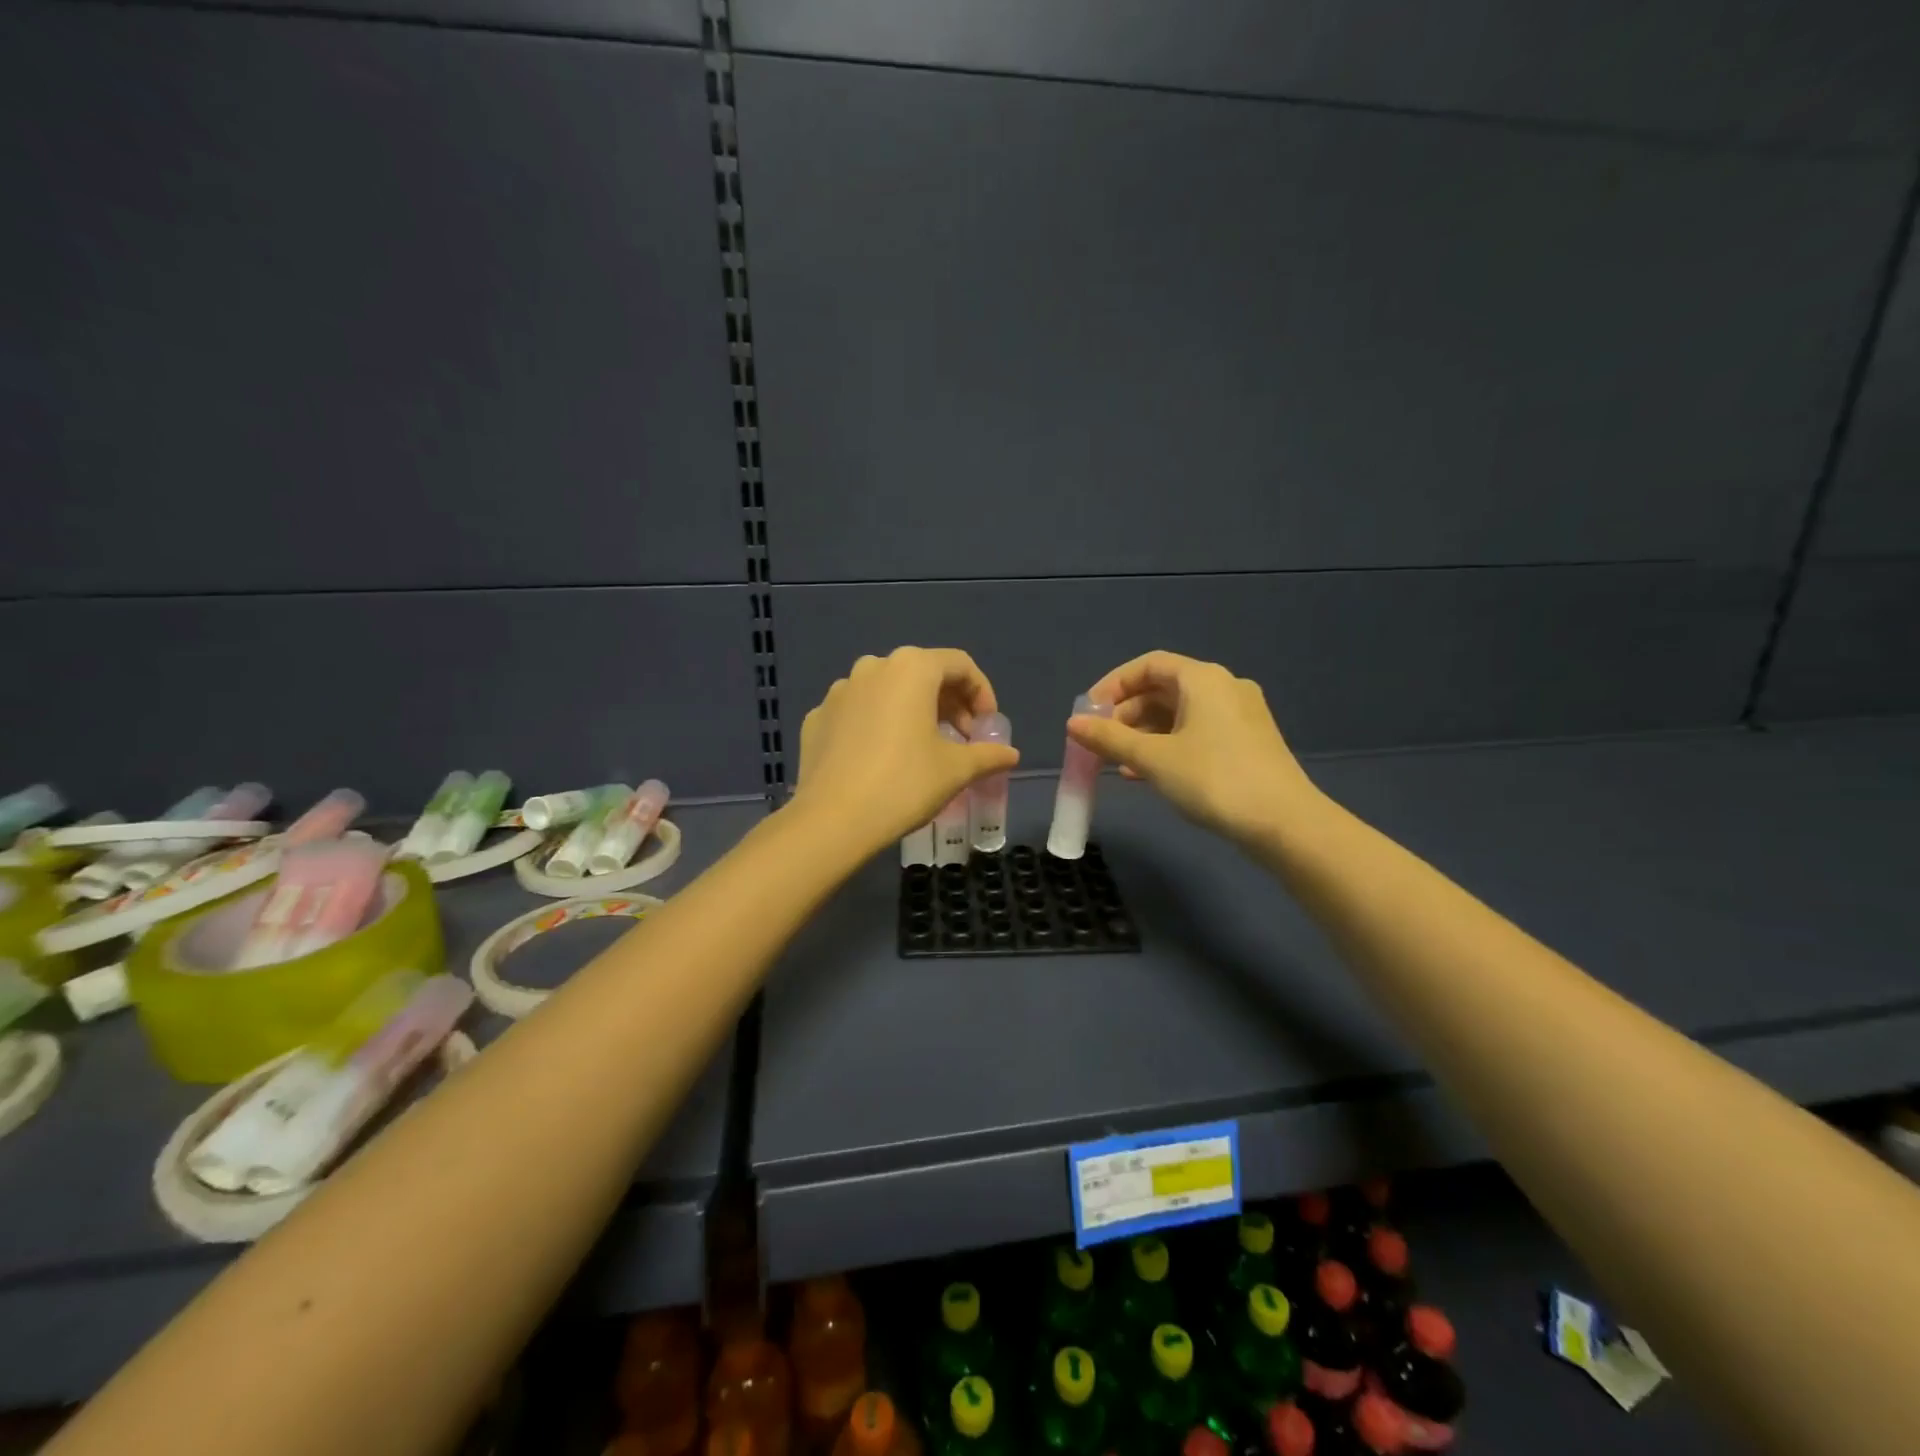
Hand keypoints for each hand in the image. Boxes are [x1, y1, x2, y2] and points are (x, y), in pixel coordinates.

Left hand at [791, 647, 1019, 857]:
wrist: (832, 820)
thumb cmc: (904, 784)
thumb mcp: (955, 770)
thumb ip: (987, 755)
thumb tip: (1010, 754)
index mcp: (911, 668)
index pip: (959, 664)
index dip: (981, 692)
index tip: (987, 726)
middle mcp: (873, 667)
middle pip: (922, 673)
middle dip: (949, 702)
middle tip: (962, 738)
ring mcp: (839, 691)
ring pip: (887, 690)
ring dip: (912, 710)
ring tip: (923, 746)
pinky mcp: (817, 717)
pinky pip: (857, 712)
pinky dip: (877, 724)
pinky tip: (882, 758)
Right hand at [1066, 651, 1322, 847]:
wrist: (1284, 823)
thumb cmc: (1214, 780)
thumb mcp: (1154, 759)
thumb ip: (1110, 739)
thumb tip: (1072, 724)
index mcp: (1203, 679)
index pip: (1149, 665)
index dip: (1113, 685)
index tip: (1089, 712)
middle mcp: (1224, 687)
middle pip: (1163, 689)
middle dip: (1126, 714)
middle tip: (1100, 741)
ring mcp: (1239, 715)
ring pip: (1179, 714)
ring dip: (1144, 733)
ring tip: (1118, 762)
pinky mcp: (1247, 742)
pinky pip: (1196, 732)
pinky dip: (1167, 745)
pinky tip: (1147, 773)